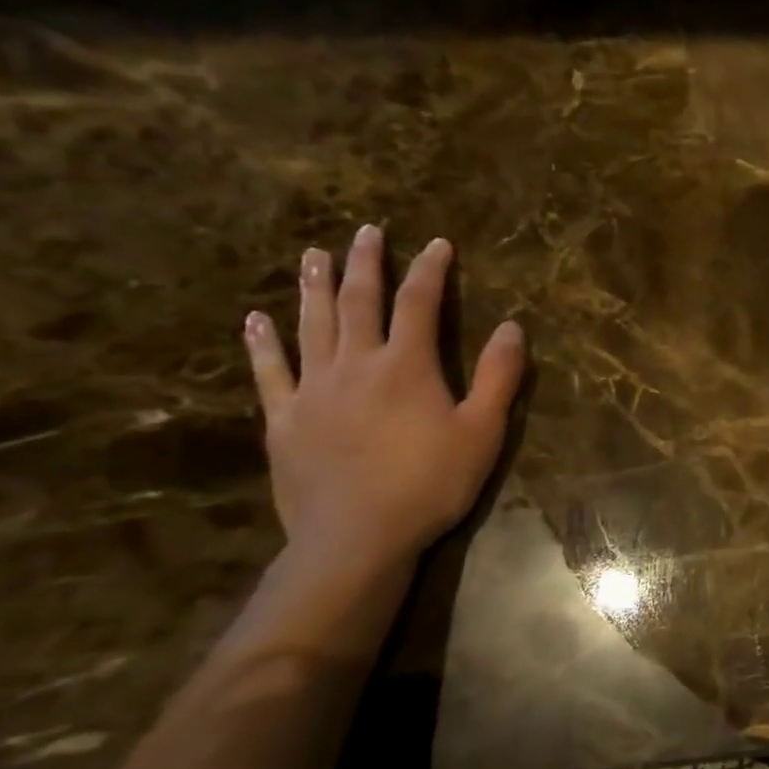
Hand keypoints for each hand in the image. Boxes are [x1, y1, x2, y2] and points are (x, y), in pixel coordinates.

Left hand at [243, 226, 525, 572]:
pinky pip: (270, 372)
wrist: (357, 536)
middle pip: (358, 302)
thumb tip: (512, 327)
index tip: (437, 243)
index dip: (430, 270)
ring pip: (311, 325)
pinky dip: (263, 343)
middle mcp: (356, 364)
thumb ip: (498, 376)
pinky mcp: (284, 419)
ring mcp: (313, 390)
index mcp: (407, 365)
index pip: (419, 303)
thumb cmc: (431, 483)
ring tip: (314, 255)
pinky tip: (256, 320)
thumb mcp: (483, 431)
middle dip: (365, 264)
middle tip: (365, 232)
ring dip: (314, 287)